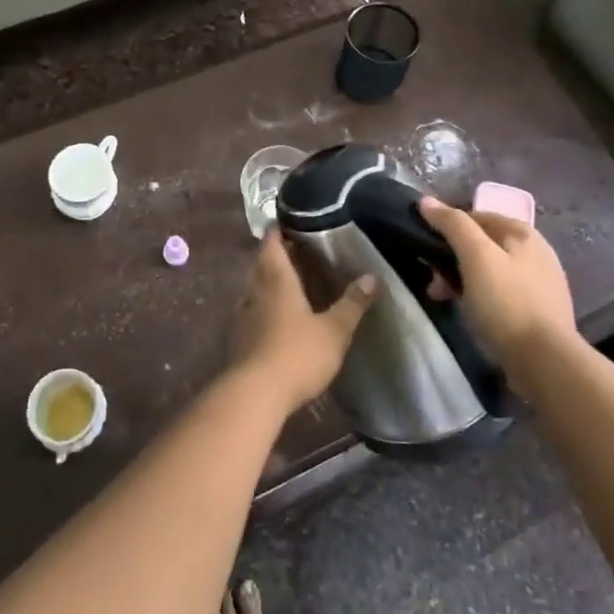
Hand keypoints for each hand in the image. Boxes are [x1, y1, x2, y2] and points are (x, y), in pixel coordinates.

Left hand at [229, 232, 376, 416]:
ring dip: (273, 278)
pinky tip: (284, 313)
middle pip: (264, 259)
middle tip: (307, 249)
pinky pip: (254, 306)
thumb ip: (352, 303)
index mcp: (275, 276)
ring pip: (257, 283)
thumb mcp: (334, 330)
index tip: (298, 220)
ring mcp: (244, 311)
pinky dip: (268, 302)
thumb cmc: (296, 353)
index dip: (281, 226)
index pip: (272, 238)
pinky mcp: (240, 334)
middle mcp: (254, 287)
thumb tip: (373, 277)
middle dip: (281, 252)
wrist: (255, 394)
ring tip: (299, 279)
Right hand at [419, 198, 578, 366]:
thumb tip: (426, 201)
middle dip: (452, 259)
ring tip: (445, 300)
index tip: (426, 251)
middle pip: (482, 244)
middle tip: (434, 283)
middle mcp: (535, 251)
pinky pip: (500, 293)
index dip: (447, 228)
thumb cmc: (507, 303)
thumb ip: (452, 225)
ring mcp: (540, 283)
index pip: (475, 216)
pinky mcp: (538, 311)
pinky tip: (472, 314)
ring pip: (489, 271)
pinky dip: (481, 298)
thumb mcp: (476, 257)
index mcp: (523, 232)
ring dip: (462, 280)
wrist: (545, 362)